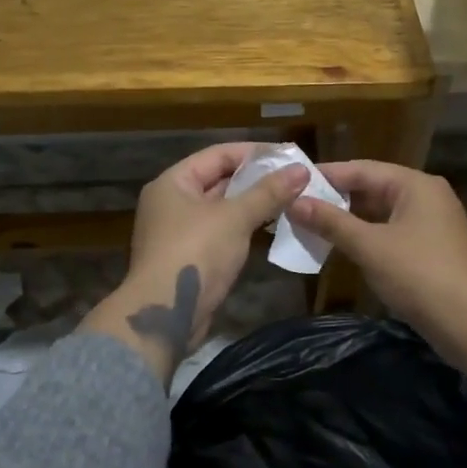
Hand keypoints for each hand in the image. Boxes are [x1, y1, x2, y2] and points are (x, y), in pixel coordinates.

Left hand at [84, 143, 308, 381]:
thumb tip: (301, 170)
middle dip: (256, 179)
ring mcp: (179, 232)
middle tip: (295, 178)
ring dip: (253, 205)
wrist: (166, 314)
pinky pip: (222, 232)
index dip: (254, 153)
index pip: (218, 155)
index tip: (288, 155)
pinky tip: (272, 227)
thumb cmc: (196, 253)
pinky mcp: (190, 257)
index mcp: (173, 182)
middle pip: (219, 181)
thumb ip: (268, 192)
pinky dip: (244, 227)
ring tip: (291, 200)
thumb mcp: (235, 218)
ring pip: (222, 209)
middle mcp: (172, 202)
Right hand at [286, 160, 466, 354]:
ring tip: (311, 226)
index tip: (292, 182)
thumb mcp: (370, 246)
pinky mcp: (432, 250)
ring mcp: (432, 224)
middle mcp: (426, 197)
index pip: (362, 169)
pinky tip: (343, 248)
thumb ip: (331, 223)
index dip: (326, 176)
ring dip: (349, 220)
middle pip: (373, 188)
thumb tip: (294, 202)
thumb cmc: (420, 274)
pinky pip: (391, 233)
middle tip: (297, 206)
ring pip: (381, 213)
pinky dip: (367, 237)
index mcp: (415, 185)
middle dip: (336, 199)